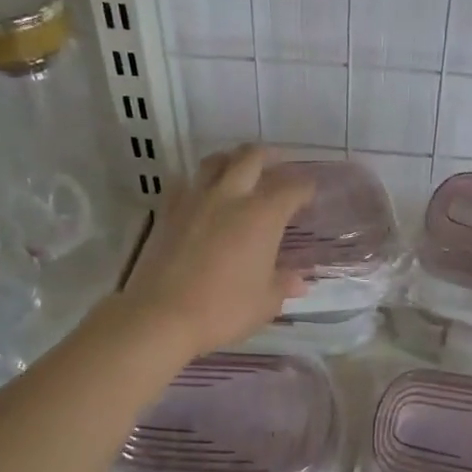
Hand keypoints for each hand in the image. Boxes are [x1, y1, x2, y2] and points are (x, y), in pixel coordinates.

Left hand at [110, 145, 314, 359]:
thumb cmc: (223, 309)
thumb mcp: (265, 303)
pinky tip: (201, 195)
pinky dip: (198, 182)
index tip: (310, 194)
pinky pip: (185, 183)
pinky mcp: (167, 211)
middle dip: (269, 156)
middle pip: (251, 157)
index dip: (305, 188)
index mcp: (262, 215)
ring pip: (215, 161)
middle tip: (278, 164)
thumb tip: (299, 280)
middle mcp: (230, 196)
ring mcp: (195, 200)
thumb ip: (283, 284)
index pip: (291, 188)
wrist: (161, 315)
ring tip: (240, 169)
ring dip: (232, 159)